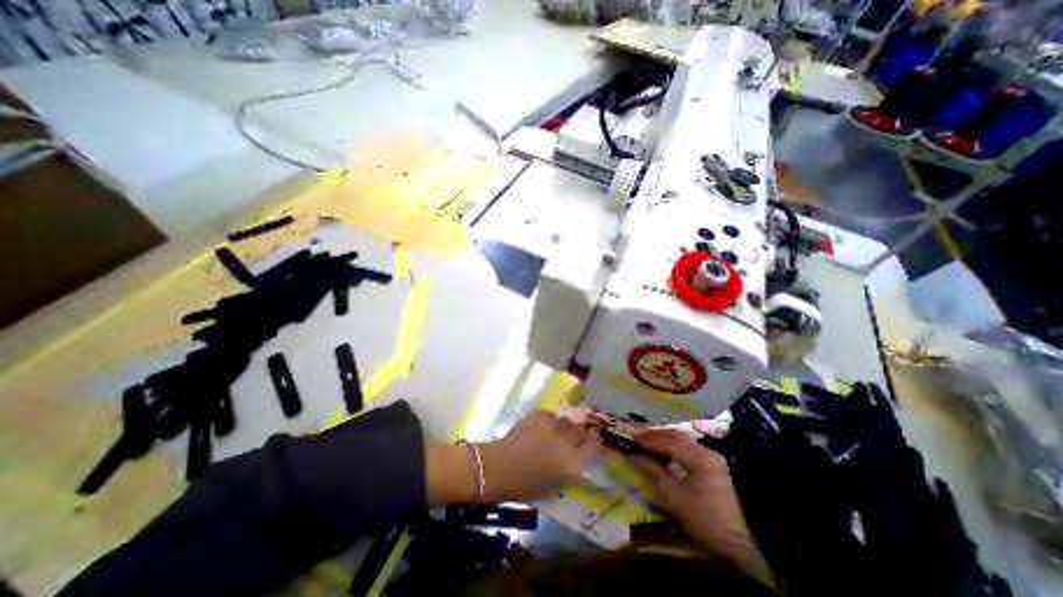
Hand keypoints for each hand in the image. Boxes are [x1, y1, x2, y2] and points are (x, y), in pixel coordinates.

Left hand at [427, 411, 600, 502]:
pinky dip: (549, 421)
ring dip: (562, 427)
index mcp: (573, 465)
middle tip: (569, 436)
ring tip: (552, 433)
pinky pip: (552, 415)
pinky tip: (539, 428)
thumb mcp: (556, 483)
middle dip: (578, 432)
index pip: (594, 445)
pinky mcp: (541, 415)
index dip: (594, 439)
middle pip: (581, 430)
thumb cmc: (526, 485)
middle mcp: (567, 443)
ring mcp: (553, 426)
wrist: (499, 467)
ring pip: (566, 421)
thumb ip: (573, 466)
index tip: (593, 436)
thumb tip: (581, 451)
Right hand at [630, 431, 773, 588]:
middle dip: (655, 437)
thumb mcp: (679, 501)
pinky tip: (671, 458)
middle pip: (676, 436)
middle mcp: (707, 451)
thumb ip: (655, 475)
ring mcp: (716, 460)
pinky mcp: (721, 470)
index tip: (630, 438)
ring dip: (666, 443)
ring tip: (651, 448)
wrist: (763, 544)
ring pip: (685, 443)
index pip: (666, 440)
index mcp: (697, 455)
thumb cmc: (714, 521)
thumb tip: (635, 457)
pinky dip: (677, 451)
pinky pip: (692, 452)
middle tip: (639, 440)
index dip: (646, 439)